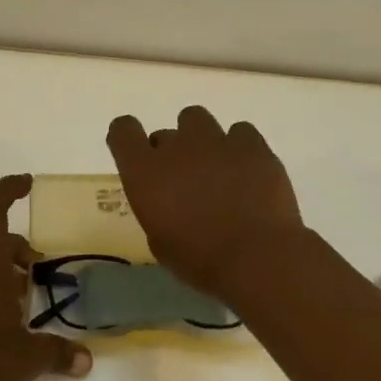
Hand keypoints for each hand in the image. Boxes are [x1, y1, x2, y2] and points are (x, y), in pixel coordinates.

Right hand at [106, 106, 306, 299]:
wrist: (257, 258)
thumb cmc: (200, 260)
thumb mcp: (160, 243)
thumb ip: (156, 209)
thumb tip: (167, 201)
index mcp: (145, 172)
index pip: (123, 130)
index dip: (127, 137)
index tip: (135, 153)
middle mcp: (177, 147)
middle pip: (165, 132)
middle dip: (170, 152)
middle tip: (185, 180)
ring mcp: (216, 141)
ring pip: (198, 120)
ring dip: (201, 141)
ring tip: (217, 169)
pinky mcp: (252, 145)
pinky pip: (239, 131)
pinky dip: (238, 147)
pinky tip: (247, 170)